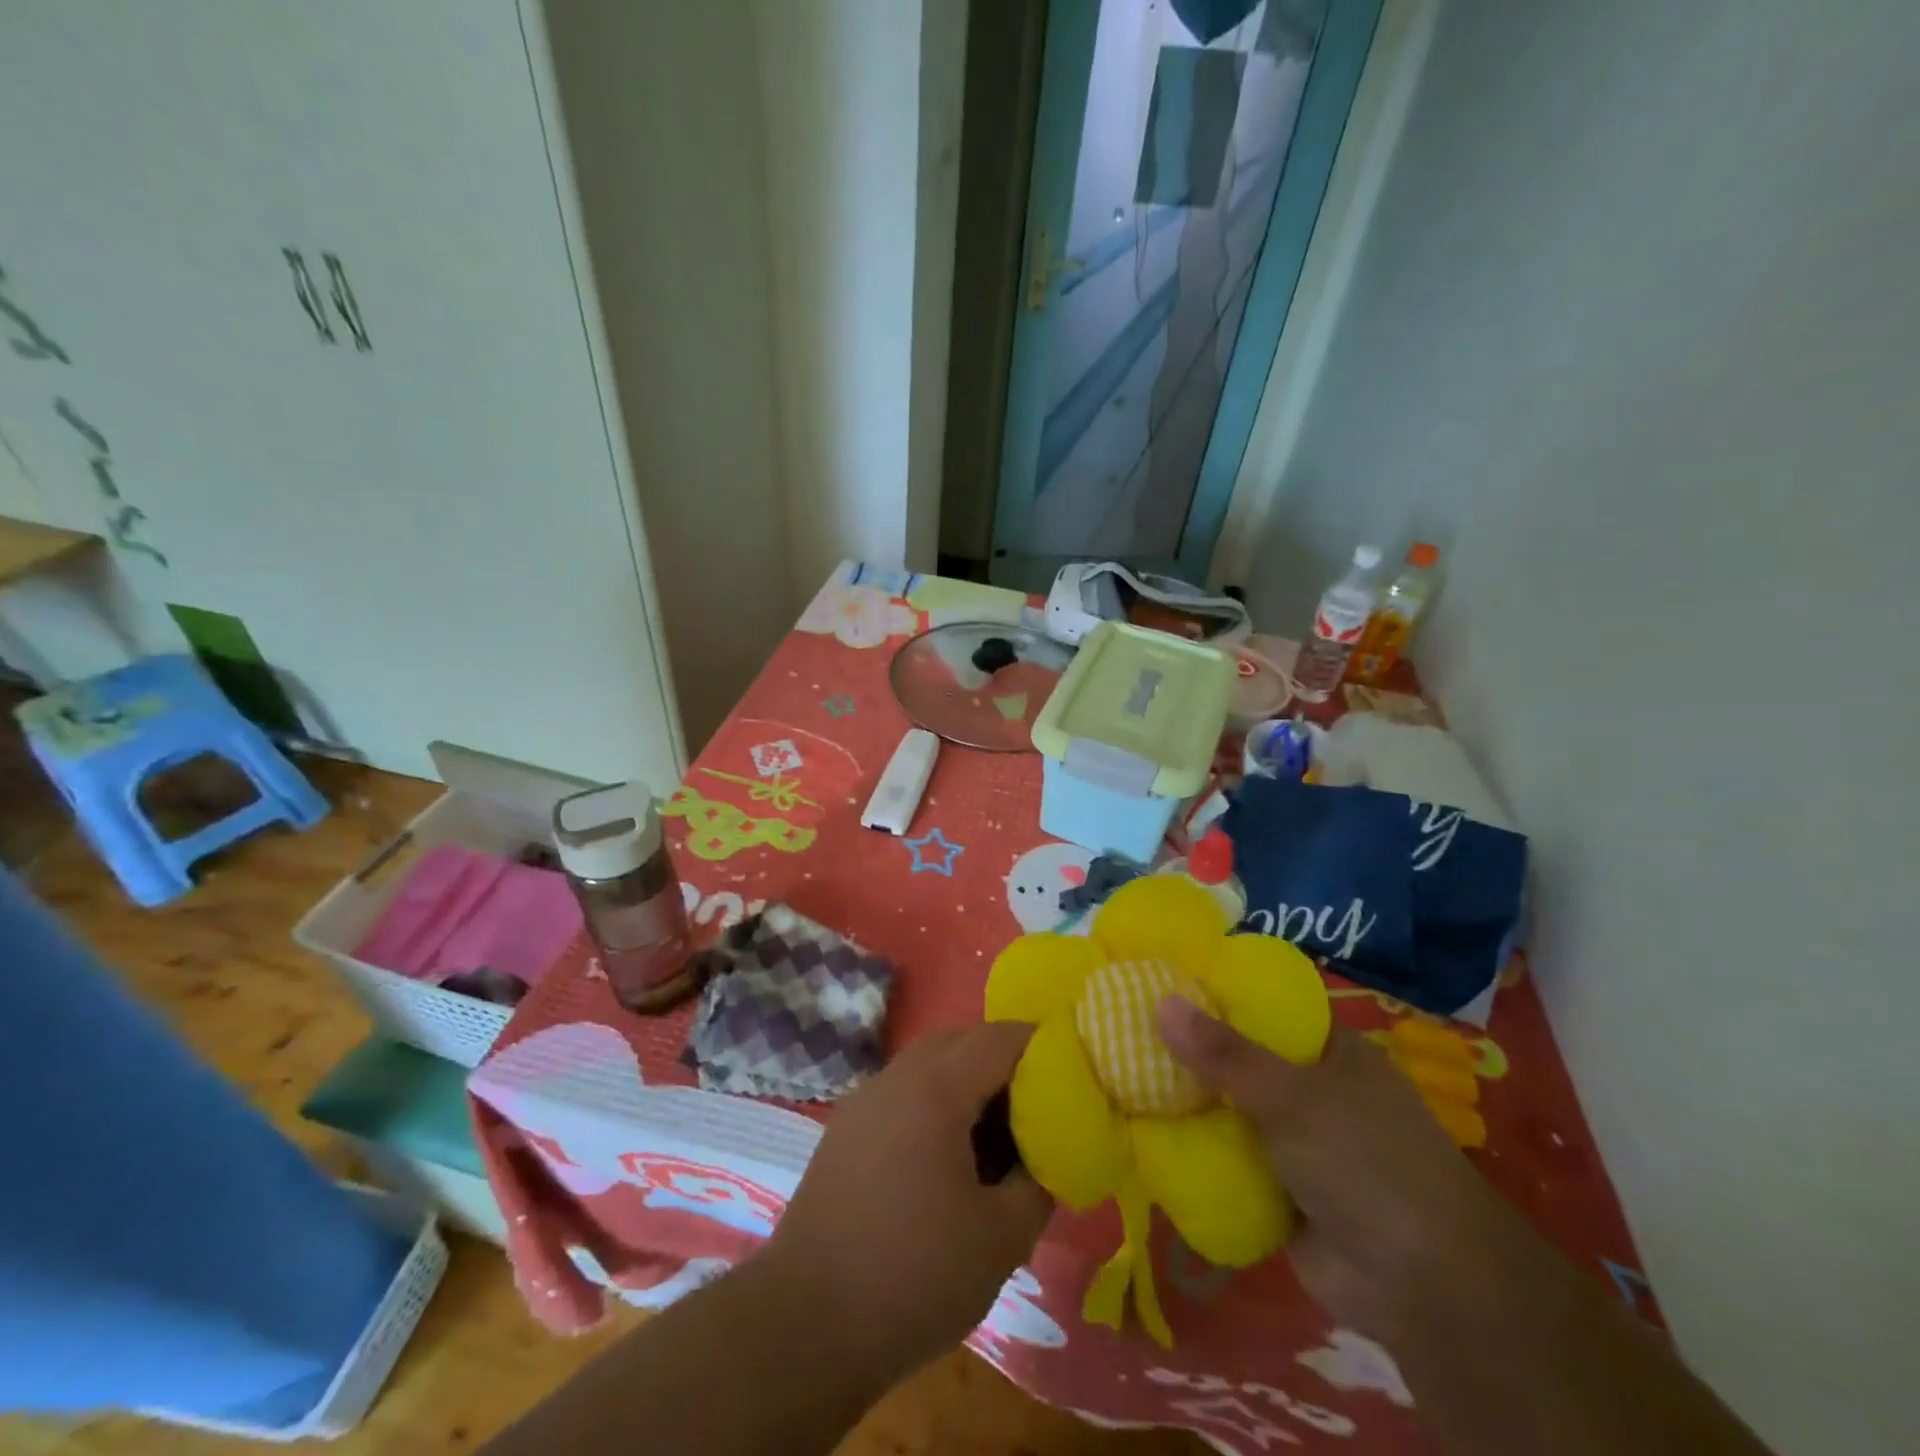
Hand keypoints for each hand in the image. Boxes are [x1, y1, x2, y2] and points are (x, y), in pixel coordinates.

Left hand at [763, 1022, 1053, 1378]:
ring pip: (930, 1065)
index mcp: (935, 1088)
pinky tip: (949, 1158)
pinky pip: (904, 1092)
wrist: (804, 1326)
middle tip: (1040, 1104)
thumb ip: (1038, 1185)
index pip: (1000, 1038)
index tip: (1073, 1072)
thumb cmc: (912, 1277)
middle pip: (962, 1041)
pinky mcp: (846, 1129)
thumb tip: (1049, 1158)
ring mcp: (865, 1100)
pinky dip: (937, 1103)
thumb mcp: (1000, 1239)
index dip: (1042, 1046)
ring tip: (998, 1135)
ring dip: (969, 1083)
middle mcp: (896, 1077)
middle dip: (1006, 1061)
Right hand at [1158, 999, 1511, 1340]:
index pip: (1264, 1006)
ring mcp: (1294, 1141)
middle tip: (1123, 1025)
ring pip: (1228, 1109)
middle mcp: (1311, 1089)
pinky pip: (1225, 1158)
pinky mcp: (1277, 1190)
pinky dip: (1192, 1149)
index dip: (1215, 992)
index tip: (1158, 978)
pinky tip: (1140, 1131)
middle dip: (1189, 1049)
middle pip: (1239, 1058)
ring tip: (1118, 1070)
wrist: (1424, 1288)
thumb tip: (1159, 1001)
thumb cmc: (1368, 1162)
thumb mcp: (1294, 1096)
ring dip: (1185, 1101)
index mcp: (1329, 1051)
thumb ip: (1224, 1054)